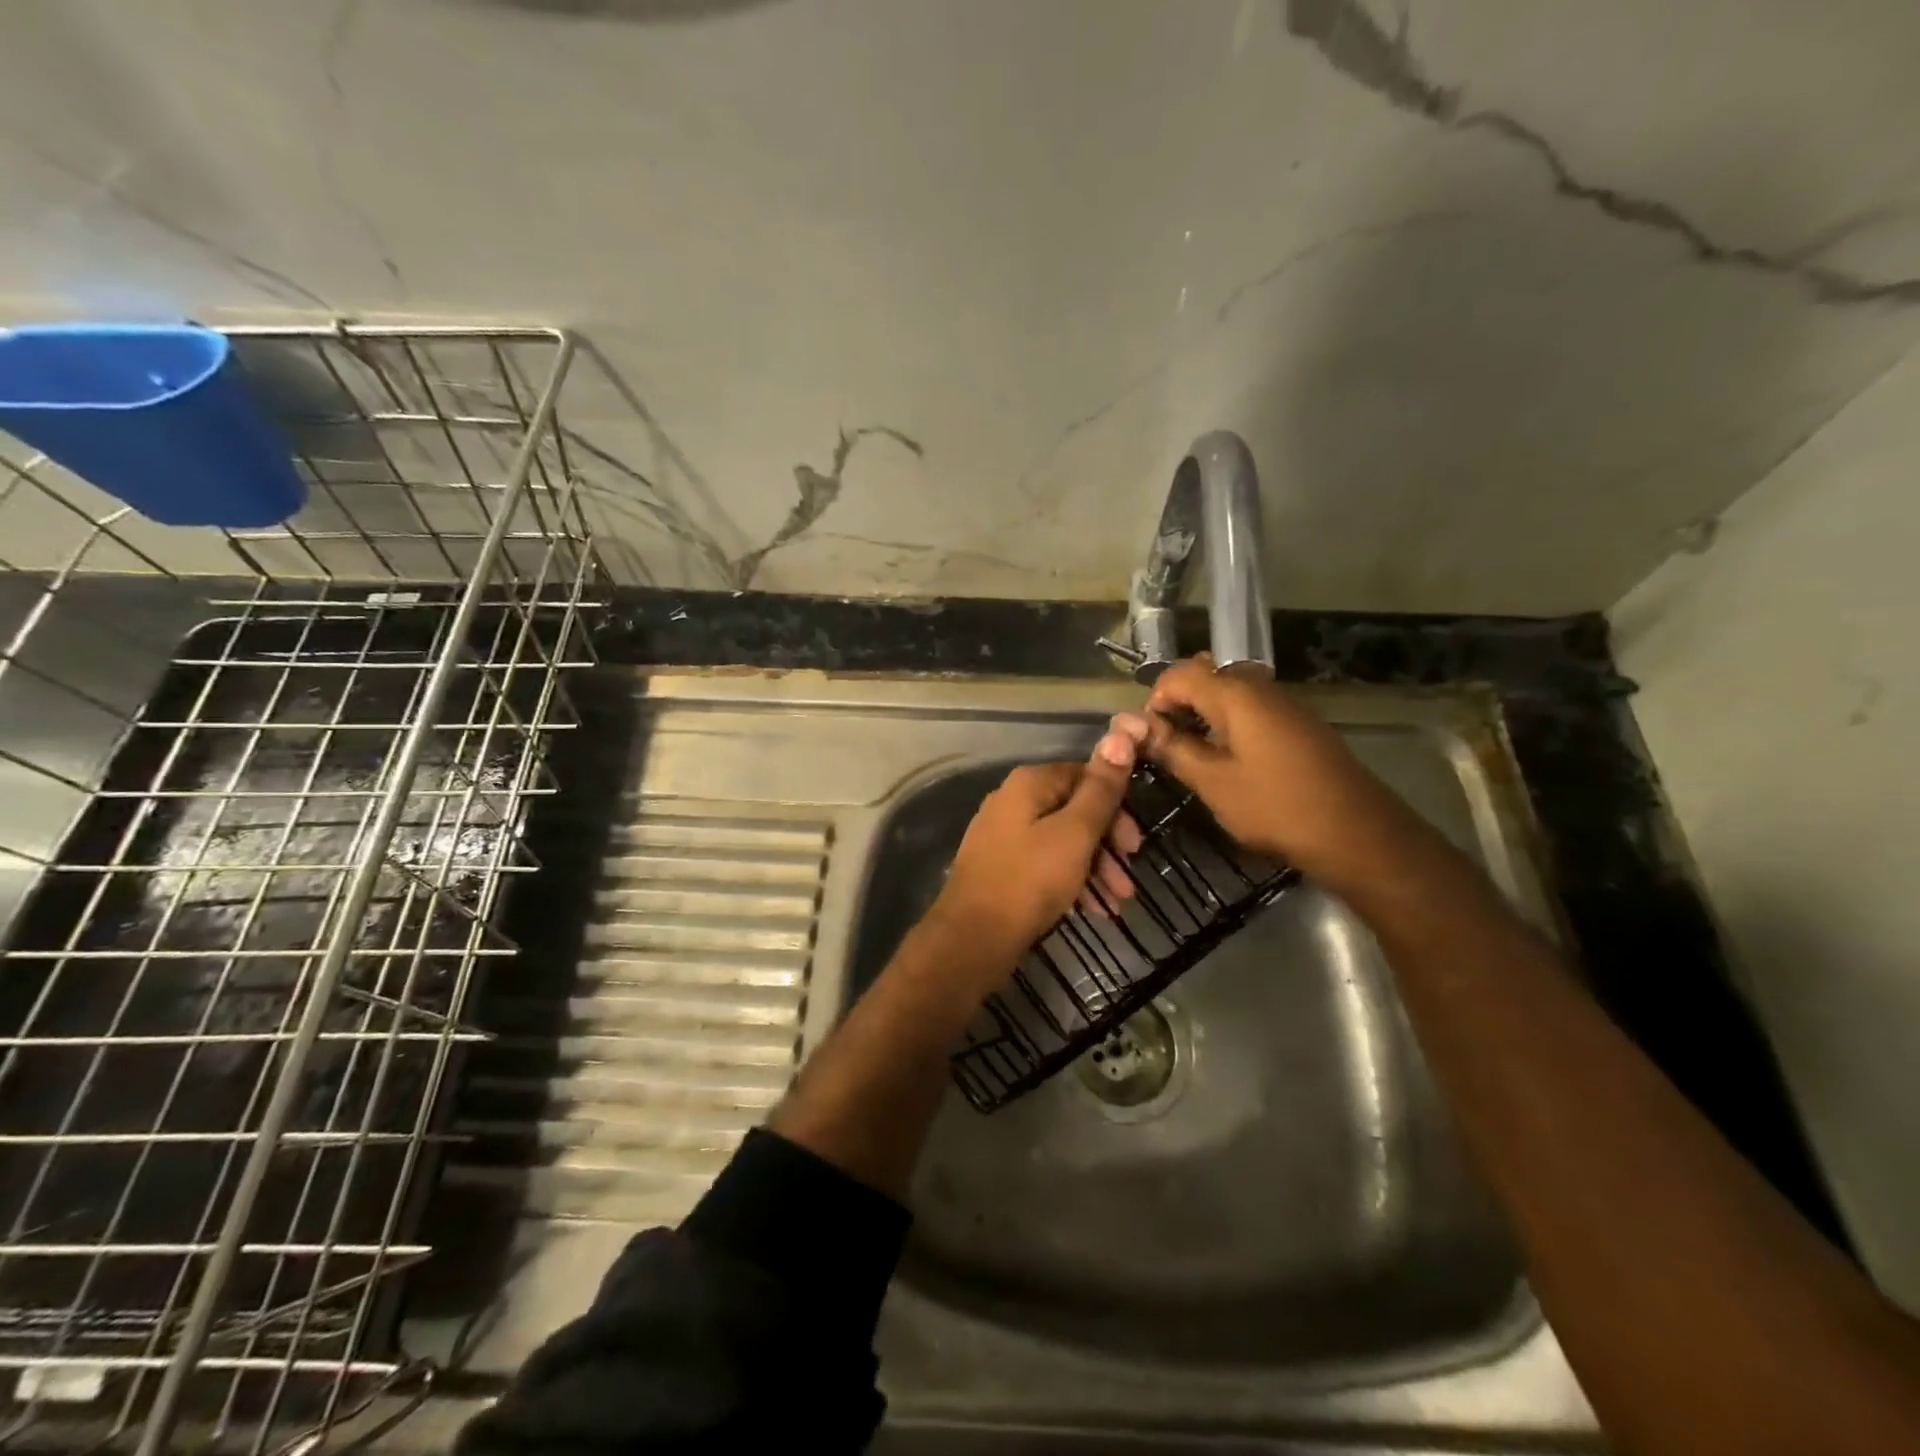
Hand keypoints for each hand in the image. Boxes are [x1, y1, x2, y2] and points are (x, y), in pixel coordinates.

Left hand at [929, 730, 1143, 979]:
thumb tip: (1121, 734)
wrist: (973, 938)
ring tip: (1116, 904)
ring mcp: (1003, 836)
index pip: (1084, 777)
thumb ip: (1100, 789)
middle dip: (1108, 846)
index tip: (1135, 845)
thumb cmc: (1029, 880)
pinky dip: (1071, 881)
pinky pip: (1045, 864)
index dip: (1117, 808)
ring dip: (1095, 869)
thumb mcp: (1075, 833)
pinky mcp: (1001, 867)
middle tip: (1127, 881)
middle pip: (1074, 811)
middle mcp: (1012, 801)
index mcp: (1029, 784)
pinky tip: (1091, 909)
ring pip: (1062, 842)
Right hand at [1114, 653, 1417, 891]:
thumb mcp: (1213, 781)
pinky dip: (1227, 725)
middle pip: (1204, 676)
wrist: (1357, 833)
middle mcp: (1260, 687)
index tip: (1146, 739)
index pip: (1178, 674)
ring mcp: (1284, 704)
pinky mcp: (1298, 725)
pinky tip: (1226, 760)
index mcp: (1235, 694)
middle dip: (1177, 705)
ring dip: (1201, 715)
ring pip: (1228, 693)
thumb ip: (1172, 748)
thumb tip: (1134, 726)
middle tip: (1165, 745)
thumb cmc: (1276, 806)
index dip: (1154, 701)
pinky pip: (1250, 710)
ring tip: (1190, 755)